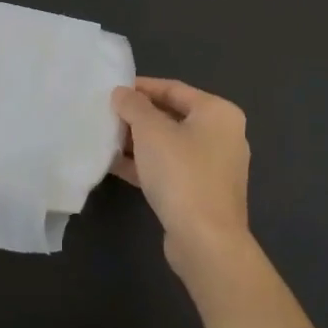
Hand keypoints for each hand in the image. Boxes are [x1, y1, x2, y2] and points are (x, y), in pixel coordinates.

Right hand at [110, 77, 252, 279]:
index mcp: (218, 113)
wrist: (205, 240)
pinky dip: (145, 164)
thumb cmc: (181, 173)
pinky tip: (114, 165)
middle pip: (172, 116)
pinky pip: (170, 169)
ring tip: (105, 138)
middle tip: (106, 113)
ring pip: (169, 145)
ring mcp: (214, 167)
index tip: (112, 89)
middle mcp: (222, 135)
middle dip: (138, 116)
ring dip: (138, 141)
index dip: (141, 87)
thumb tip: (122, 93)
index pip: (174, 88)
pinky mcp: (202, 193)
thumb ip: (133, 106)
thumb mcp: (150, 131)